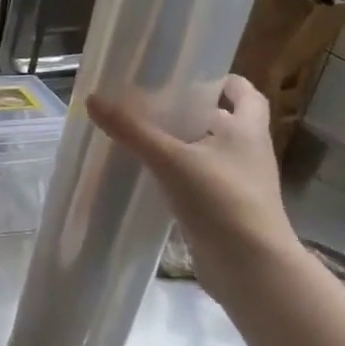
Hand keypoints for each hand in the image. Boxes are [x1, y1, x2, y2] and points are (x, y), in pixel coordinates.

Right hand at [86, 75, 304, 299]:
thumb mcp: (171, 160)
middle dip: (191, 112)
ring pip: (208, 153)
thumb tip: (94, 98)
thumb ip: (132, 130)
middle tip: (151, 105)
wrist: (251, 267)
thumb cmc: (221, 200)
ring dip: (182, 145)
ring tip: (141, 137)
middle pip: (222, 121)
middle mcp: (247, 152)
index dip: (222, 81)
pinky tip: (150, 177)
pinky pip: (200, 183)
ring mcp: (238, 184)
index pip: (244, 92)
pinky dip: (179, 176)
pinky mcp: (226, 210)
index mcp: (247, 129)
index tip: (189, 77)